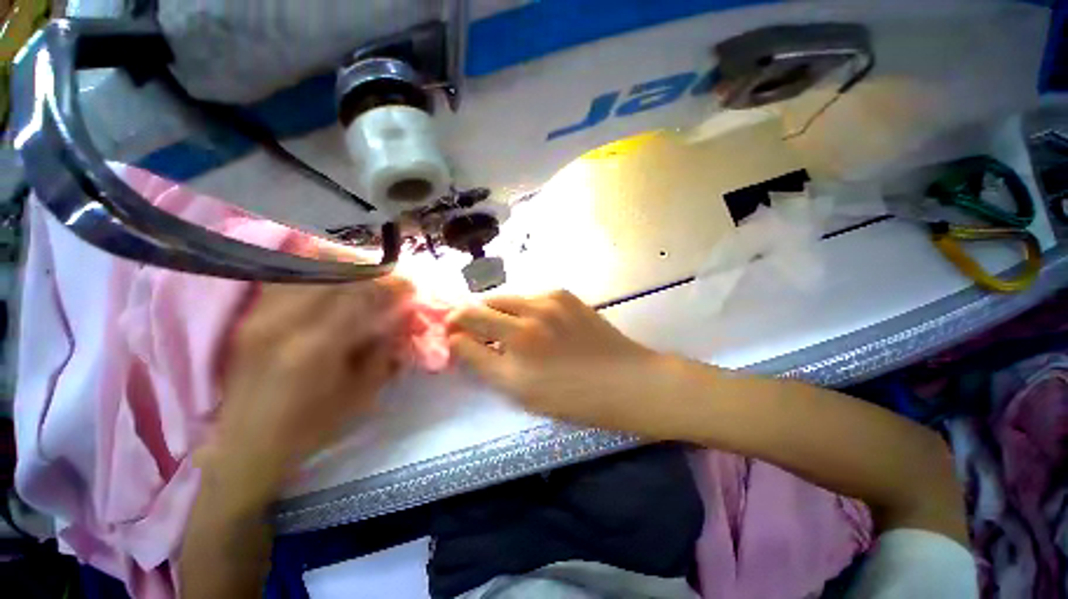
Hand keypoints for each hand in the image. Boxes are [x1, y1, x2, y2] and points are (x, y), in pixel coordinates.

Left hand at [203, 276, 414, 492]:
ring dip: (346, 268)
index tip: (410, 286)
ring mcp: (261, 314)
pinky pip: (289, 277)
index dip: (391, 286)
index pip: (361, 297)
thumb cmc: (311, 426)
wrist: (246, 445)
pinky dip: (316, 272)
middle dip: (373, 274)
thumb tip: (400, 318)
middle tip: (392, 280)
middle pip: (338, 277)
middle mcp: (284, 321)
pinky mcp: (251, 315)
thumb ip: (383, 350)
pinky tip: (333, 279)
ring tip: (366, 276)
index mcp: (316, 347)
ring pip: (311, 270)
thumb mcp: (361, 393)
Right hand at [447, 290, 685, 433]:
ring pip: (503, 298)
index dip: (452, 331)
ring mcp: (548, 301)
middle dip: (469, 317)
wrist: (625, 379)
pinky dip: (521, 308)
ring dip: (495, 311)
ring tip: (504, 327)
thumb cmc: (573, 398)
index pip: (465, 328)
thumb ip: (485, 364)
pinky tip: (534, 323)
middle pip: (480, 306)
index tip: (452, 336)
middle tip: (473, 331)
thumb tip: (460, 341)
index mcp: (516, 349)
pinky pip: (528, 296)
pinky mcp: (564, 294)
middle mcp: (528, 318)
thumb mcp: (521, 392)